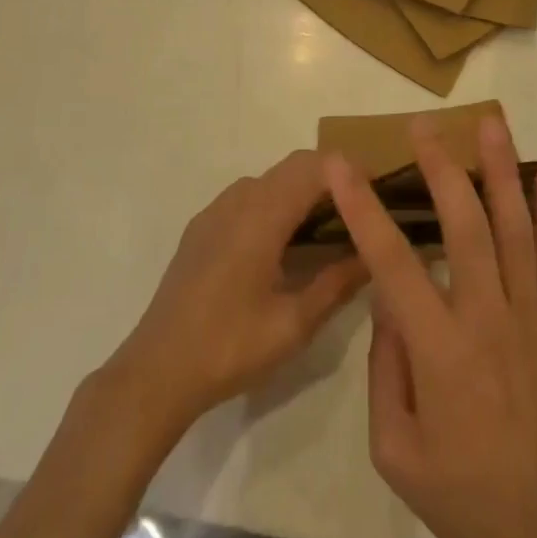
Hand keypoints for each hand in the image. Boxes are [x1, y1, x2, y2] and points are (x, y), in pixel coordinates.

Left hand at [109, 150, 369, 437]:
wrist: (156, 371)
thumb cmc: (230, 347)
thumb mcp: (294, 323)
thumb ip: (338, 282)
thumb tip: (375, 255)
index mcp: (262, 216)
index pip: (314, 167)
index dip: (350, 170)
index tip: (380, 190)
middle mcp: (238, 200)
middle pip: (293, 166)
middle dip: (331, 177)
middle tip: (362, 209)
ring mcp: (214, 211)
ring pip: (270, 179)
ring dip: (302, 189)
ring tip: (329, 226)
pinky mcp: (201, 228)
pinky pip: (248, 197)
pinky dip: (276, 202)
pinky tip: (284, 243)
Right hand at [325, 116, 536, 537]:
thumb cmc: (460, 494)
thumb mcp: (393, 446)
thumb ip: (385, 366)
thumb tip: (390, 300)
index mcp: (439, 350)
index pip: (392, 262)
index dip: (363, 209)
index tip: (340, 165)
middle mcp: (486, 318)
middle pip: (464, 226)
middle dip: (440, 168)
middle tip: (422, 125)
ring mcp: (528, 316)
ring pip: (513, 228)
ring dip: (500, 170)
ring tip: (490, 123)